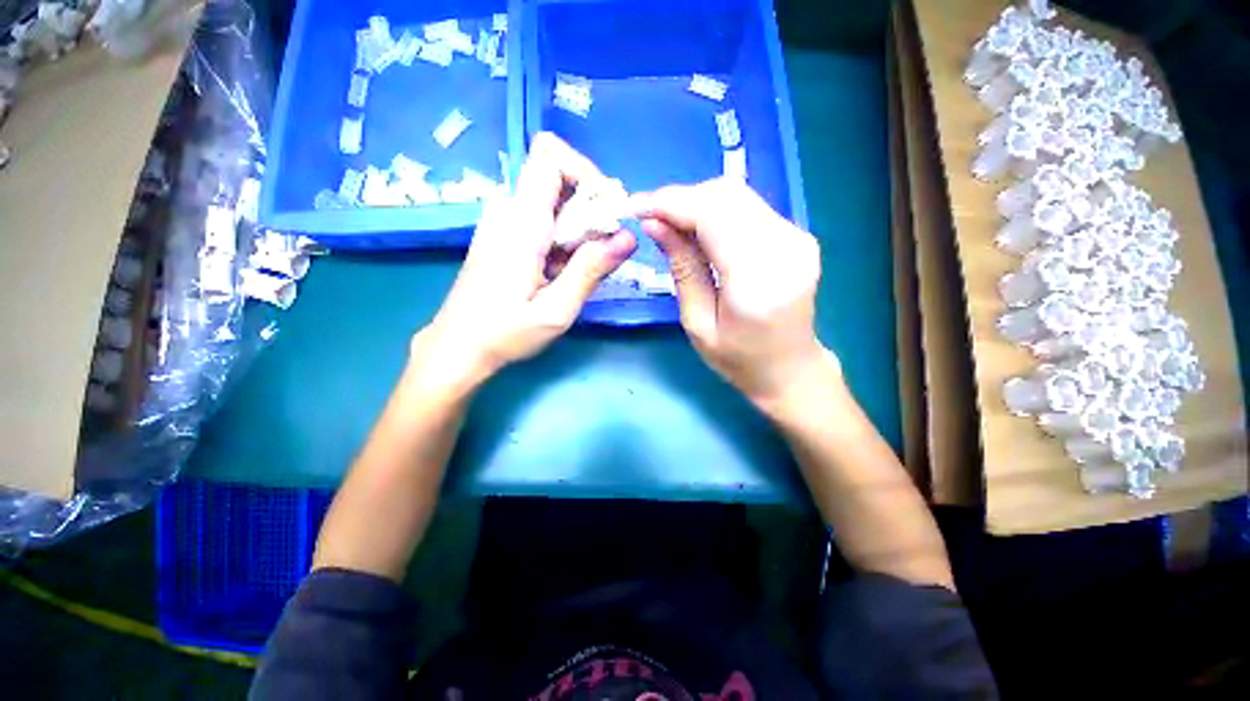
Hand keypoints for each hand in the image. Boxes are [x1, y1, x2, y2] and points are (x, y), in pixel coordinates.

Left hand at [411, 133, 636, 394]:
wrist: (458, 346)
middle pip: (558, 177)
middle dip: (591, 207)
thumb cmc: (505, 333)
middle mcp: (509, 210)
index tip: (606, 212)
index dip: (587, 173)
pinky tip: (562, 270)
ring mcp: (503, 220)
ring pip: (554, 199)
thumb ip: (592, 270)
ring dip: (579, 226)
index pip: (551, 156)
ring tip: (580, 268)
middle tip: (602, 250)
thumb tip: (629, 236)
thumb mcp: (557, 309)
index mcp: (522, 222)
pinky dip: (564, 236)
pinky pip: (544, 217)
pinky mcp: (504, 233)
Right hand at [630, 177, 835, 413]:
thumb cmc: (739, 359)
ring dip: (697, 202)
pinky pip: (749, 208)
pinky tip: (697, 230)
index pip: (712, 216)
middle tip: (650, 217)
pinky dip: (716, 211)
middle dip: (680, 198)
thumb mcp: (697, 323)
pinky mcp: (797, 236)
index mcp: (758, 280)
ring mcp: (797, 238)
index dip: (670, 203)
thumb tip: (655, 224)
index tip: (635, 207)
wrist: (789, 368)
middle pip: (727, 195)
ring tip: (669, 223)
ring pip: (737, 195)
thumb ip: (682, 269)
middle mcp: (785, 249)